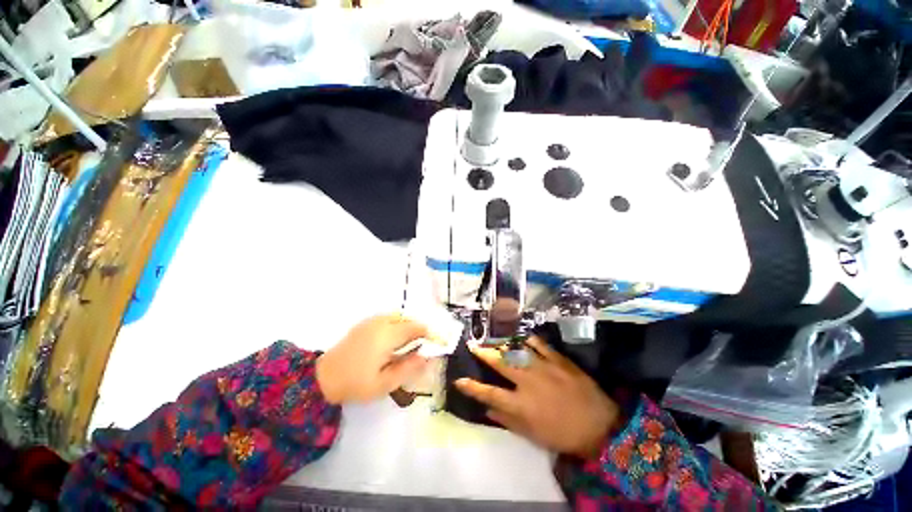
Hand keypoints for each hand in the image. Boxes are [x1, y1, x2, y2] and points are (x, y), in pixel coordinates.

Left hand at [316, 315, 430, 403]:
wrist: (322, 378)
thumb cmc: (356, 383)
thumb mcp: (385, 383)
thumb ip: (409, 368)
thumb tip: (428, 356)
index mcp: (387, 335)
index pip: (416, 327)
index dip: (429, 333)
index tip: (437, 343)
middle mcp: (381, 322)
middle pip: (408, 320)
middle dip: (419, 330)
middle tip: (423, 347)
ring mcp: (371, 321)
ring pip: (398, 317)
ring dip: (408, 327)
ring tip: (410, 345)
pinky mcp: (365, 323)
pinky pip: (388, 318)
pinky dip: (397, 325)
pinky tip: (393, 340)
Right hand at [455, 337, 619, 458]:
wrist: (600, 426)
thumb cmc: (563, 435)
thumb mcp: (533, 435)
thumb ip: (508, 420)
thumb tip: (487, 410)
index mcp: (522, 404)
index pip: (490, 393)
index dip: (472, 387)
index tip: (459, 380)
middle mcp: (528, 381)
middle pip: (500, 363)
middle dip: (483, 352)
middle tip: (472, 344)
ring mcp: (544, 367)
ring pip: (517, 349)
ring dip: (502, 343)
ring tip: (493, 337)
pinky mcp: (558, 359)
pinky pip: (540, 344)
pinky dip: (528, 339)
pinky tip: (521, 336)